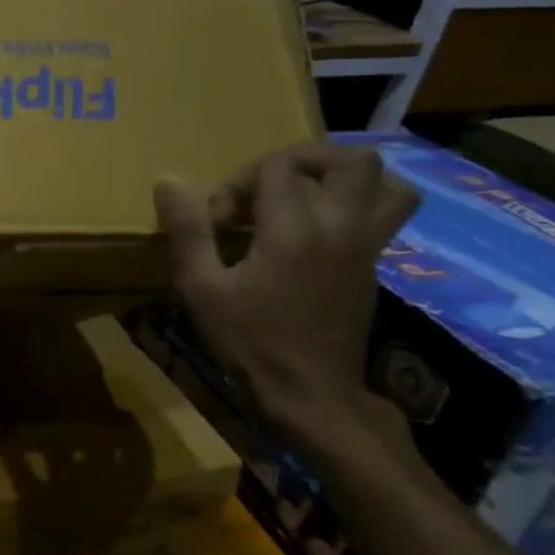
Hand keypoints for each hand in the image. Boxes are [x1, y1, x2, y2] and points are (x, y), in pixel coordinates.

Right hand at [154, 142, 419, 457]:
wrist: (311, 394)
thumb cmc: (250, 341)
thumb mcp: (201, 288)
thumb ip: (187, 230)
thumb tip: (167, 181)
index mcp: (296, 231)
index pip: (277, 169)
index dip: (239, 182)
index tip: (219, 220)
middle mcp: (342, 229)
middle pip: (349, 161)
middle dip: (302, 160)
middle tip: (265, 185)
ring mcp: (366, 248)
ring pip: (387, 183)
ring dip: (343, 178)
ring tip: (302, 195)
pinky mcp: (375, 266)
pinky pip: (386, 214)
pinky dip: (356, 203)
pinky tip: (314, 229)